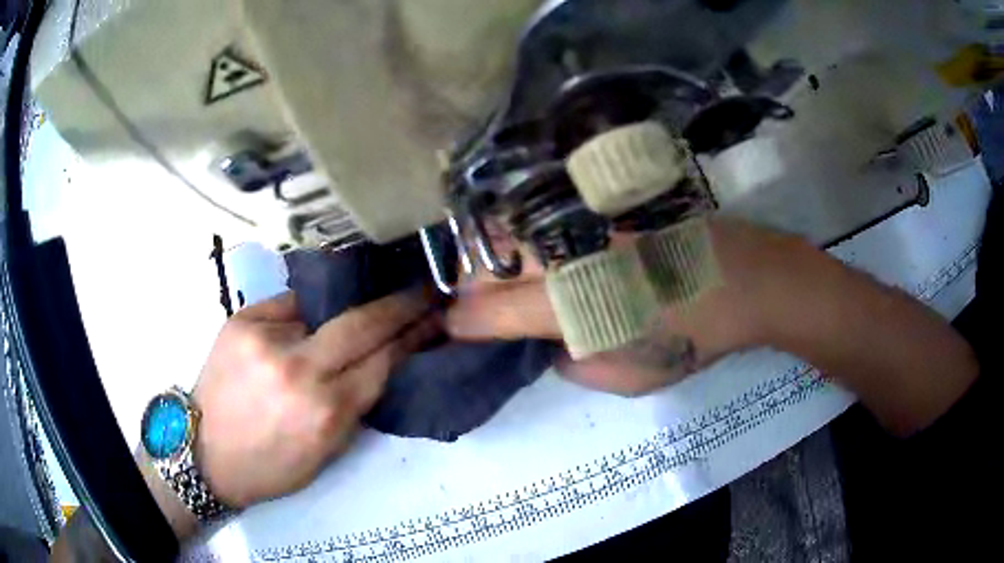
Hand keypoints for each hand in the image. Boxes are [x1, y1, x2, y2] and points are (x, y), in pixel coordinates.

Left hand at [192, 291, 439, 508]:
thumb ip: (356, 405)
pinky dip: (307, 310)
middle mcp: (297, 369)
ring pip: (325, 308)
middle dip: (400, 304)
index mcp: (324, 412)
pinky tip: (313, 313)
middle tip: (424, 289)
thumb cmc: (270, 465)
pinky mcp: (242, 319)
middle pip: (362, 323)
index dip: (413, 336)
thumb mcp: (326, 452)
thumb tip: (382, 361)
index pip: (383, 361)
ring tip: (371, 298)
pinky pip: (289, 305)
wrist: (204, 452)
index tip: (435, 316)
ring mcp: (265, 338)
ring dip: (350, 309)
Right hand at [446, 219, 798, 395]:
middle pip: (484, 260)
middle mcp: (564, 254)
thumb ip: (575, 366)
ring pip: (507, 228)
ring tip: (499, 276)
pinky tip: (538, 249)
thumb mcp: (630, 378)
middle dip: (467, 283)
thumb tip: (550, 343)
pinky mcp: (599, 201)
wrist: (745, 277)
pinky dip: (524, 233)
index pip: (489, 312)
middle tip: (474, 302)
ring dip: (490, 255)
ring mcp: (581, 220)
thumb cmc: (693, 337)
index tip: (452, 328)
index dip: (462, 323)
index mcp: (570, 305)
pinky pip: (543, 213)